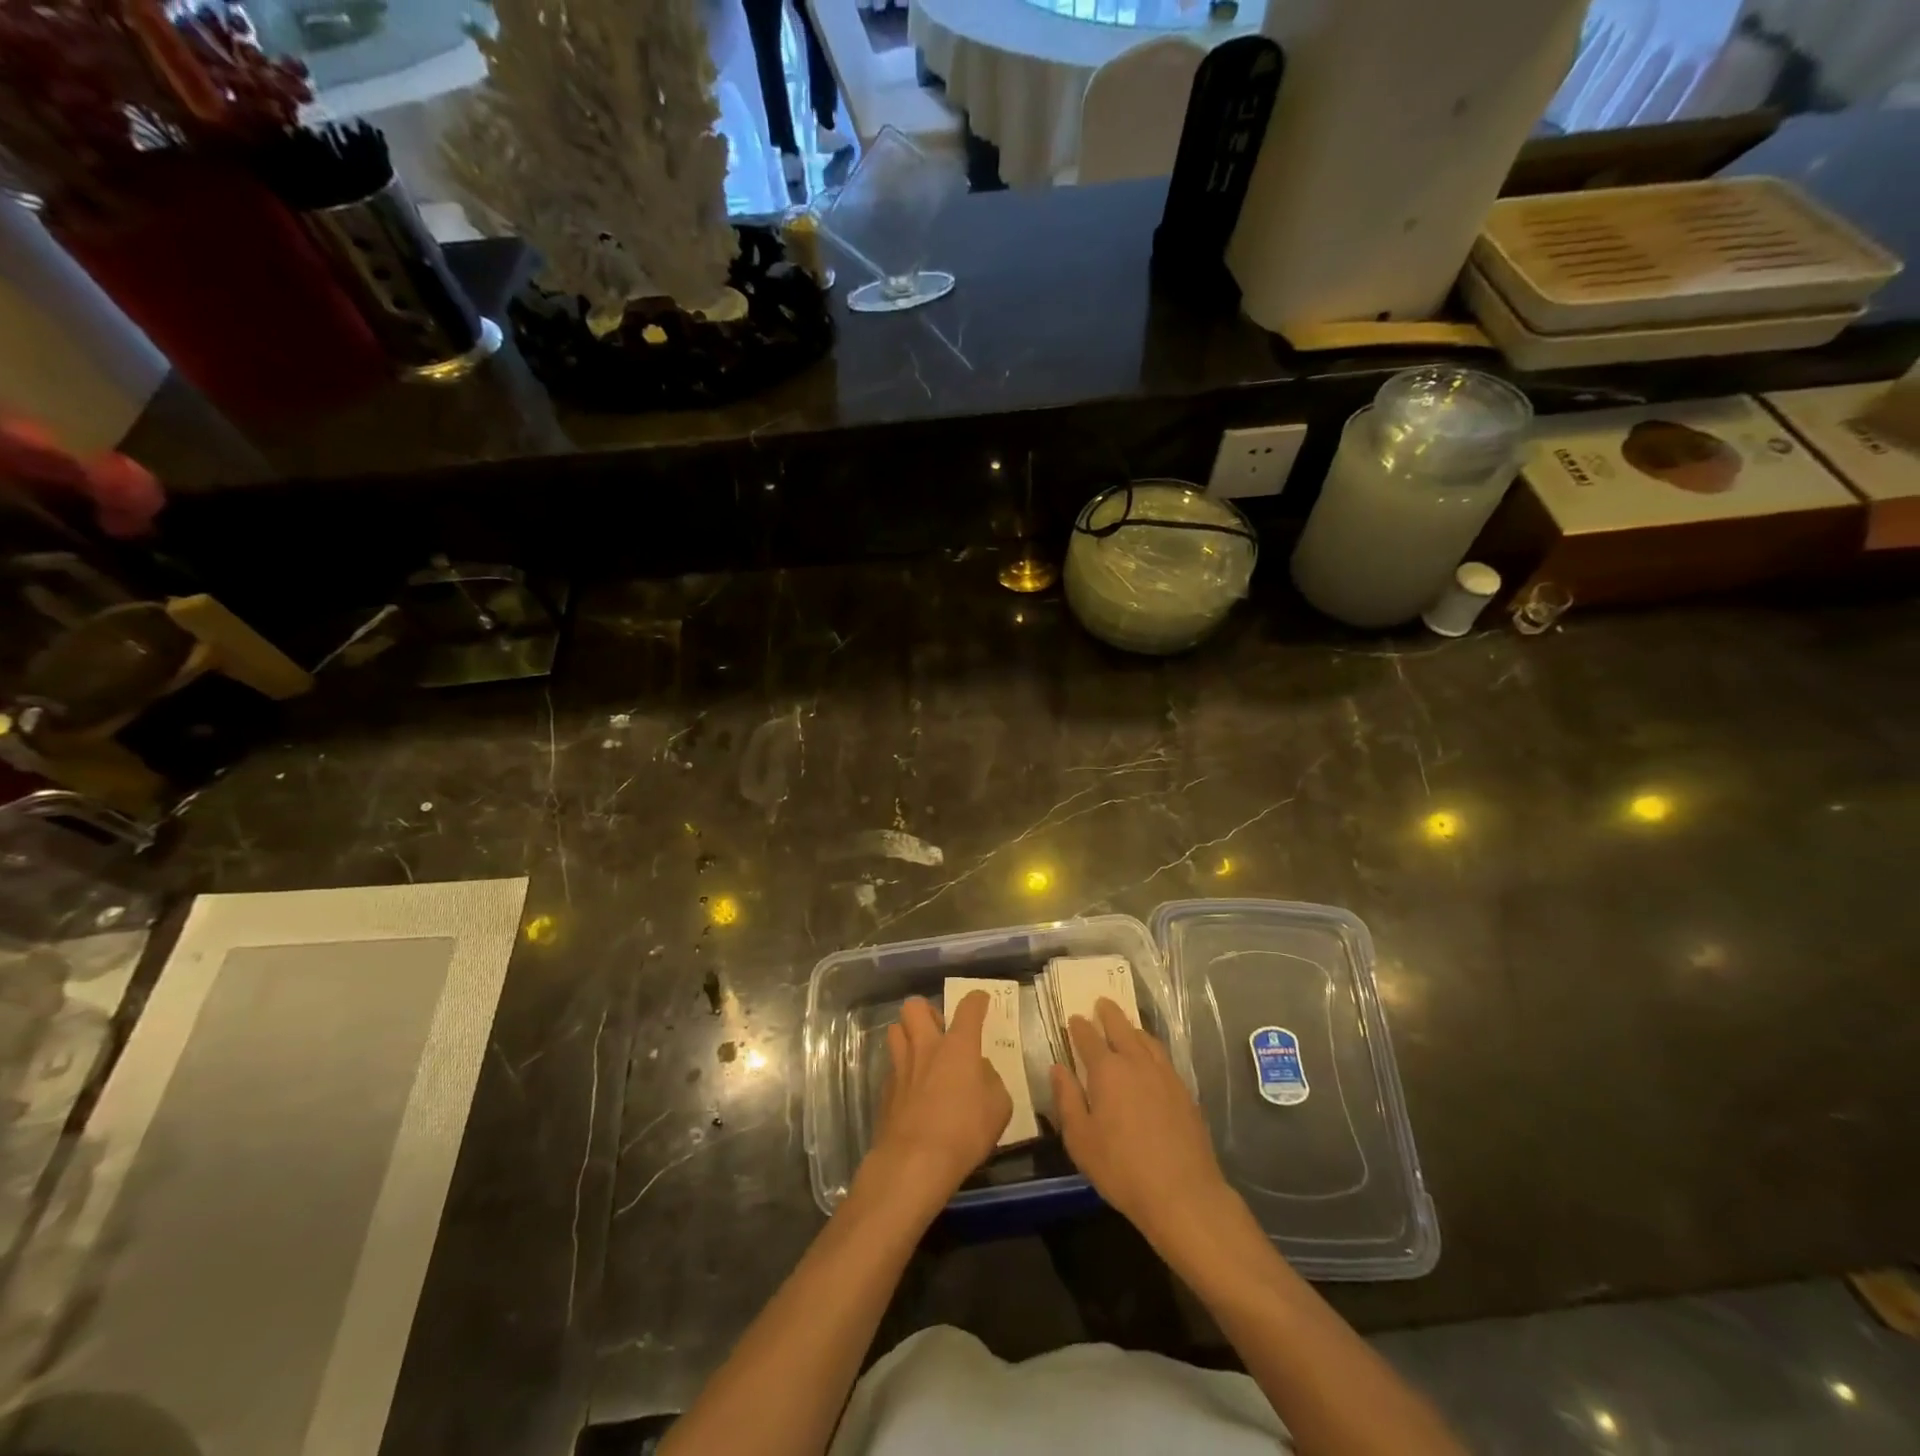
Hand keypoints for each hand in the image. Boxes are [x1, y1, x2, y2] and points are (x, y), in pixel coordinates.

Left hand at [863, 992, 1011, 1212]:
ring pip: (895, 1029)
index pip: (968, 1008)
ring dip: (908, 1034)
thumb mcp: (998, 1107)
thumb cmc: (964, 1131)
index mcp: (958, 1045)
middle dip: (927, 1010)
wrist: (915, 1162)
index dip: (977, 1000)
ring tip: (921, 1052)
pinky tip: (911, 1087)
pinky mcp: (885, 1089)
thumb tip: (981, 1070)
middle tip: (939, 1028)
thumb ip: (991, 1080)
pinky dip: (902, 1069)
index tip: (981, 1000)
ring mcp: (901, 1066)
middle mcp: (926, 1046)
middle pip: (915, 1006)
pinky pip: (891, 1065)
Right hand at [1051, 999, 1234, 1249]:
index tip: (1074, 1019)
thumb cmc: (1121, 1168)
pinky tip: (1151, 1057)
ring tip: (1126, 1025)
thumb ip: (1067, 1099)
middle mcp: (1136, 1062)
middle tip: (1101, 1003)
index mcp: (1107, 1070)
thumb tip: (1057, 1068)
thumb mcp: (1080, 1139)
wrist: (1183, 1194)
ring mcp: (1164, 1074)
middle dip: (1109, 1013)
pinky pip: (1163, 1056)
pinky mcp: (1184, 1091)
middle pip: (1121, 1027)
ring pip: (1145, 1039)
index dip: (1079, 1027)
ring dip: (1132, 1028)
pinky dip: (1151, 1047)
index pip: (1088, 1038)